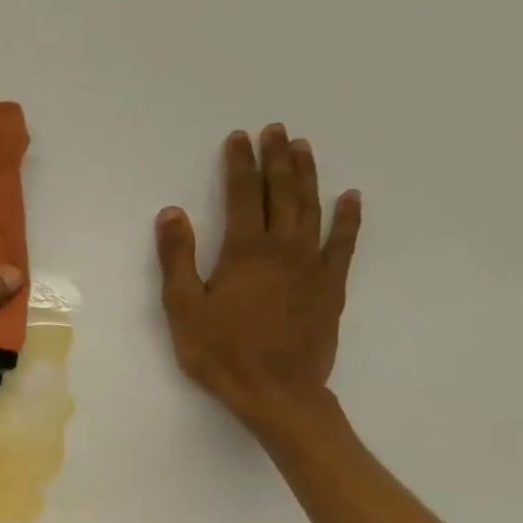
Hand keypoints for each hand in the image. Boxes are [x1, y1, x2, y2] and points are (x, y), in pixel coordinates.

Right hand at [155, 125, 360, 435]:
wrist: (277, 392)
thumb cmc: (221, 352)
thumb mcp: (184, 308)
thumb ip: (178, 258)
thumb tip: (172, 213)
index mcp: (245, 251)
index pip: (243, 195)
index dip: (240, 165)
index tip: (238, 138)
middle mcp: (284, 248)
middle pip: (283, 194)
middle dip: (277, 159)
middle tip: (276, 130)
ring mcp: (313, 266)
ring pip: (313, 209)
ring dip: (308, 176)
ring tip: (304, 148)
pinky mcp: (331, 287)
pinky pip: (344, 243)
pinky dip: (348, 218)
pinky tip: (350, 198)